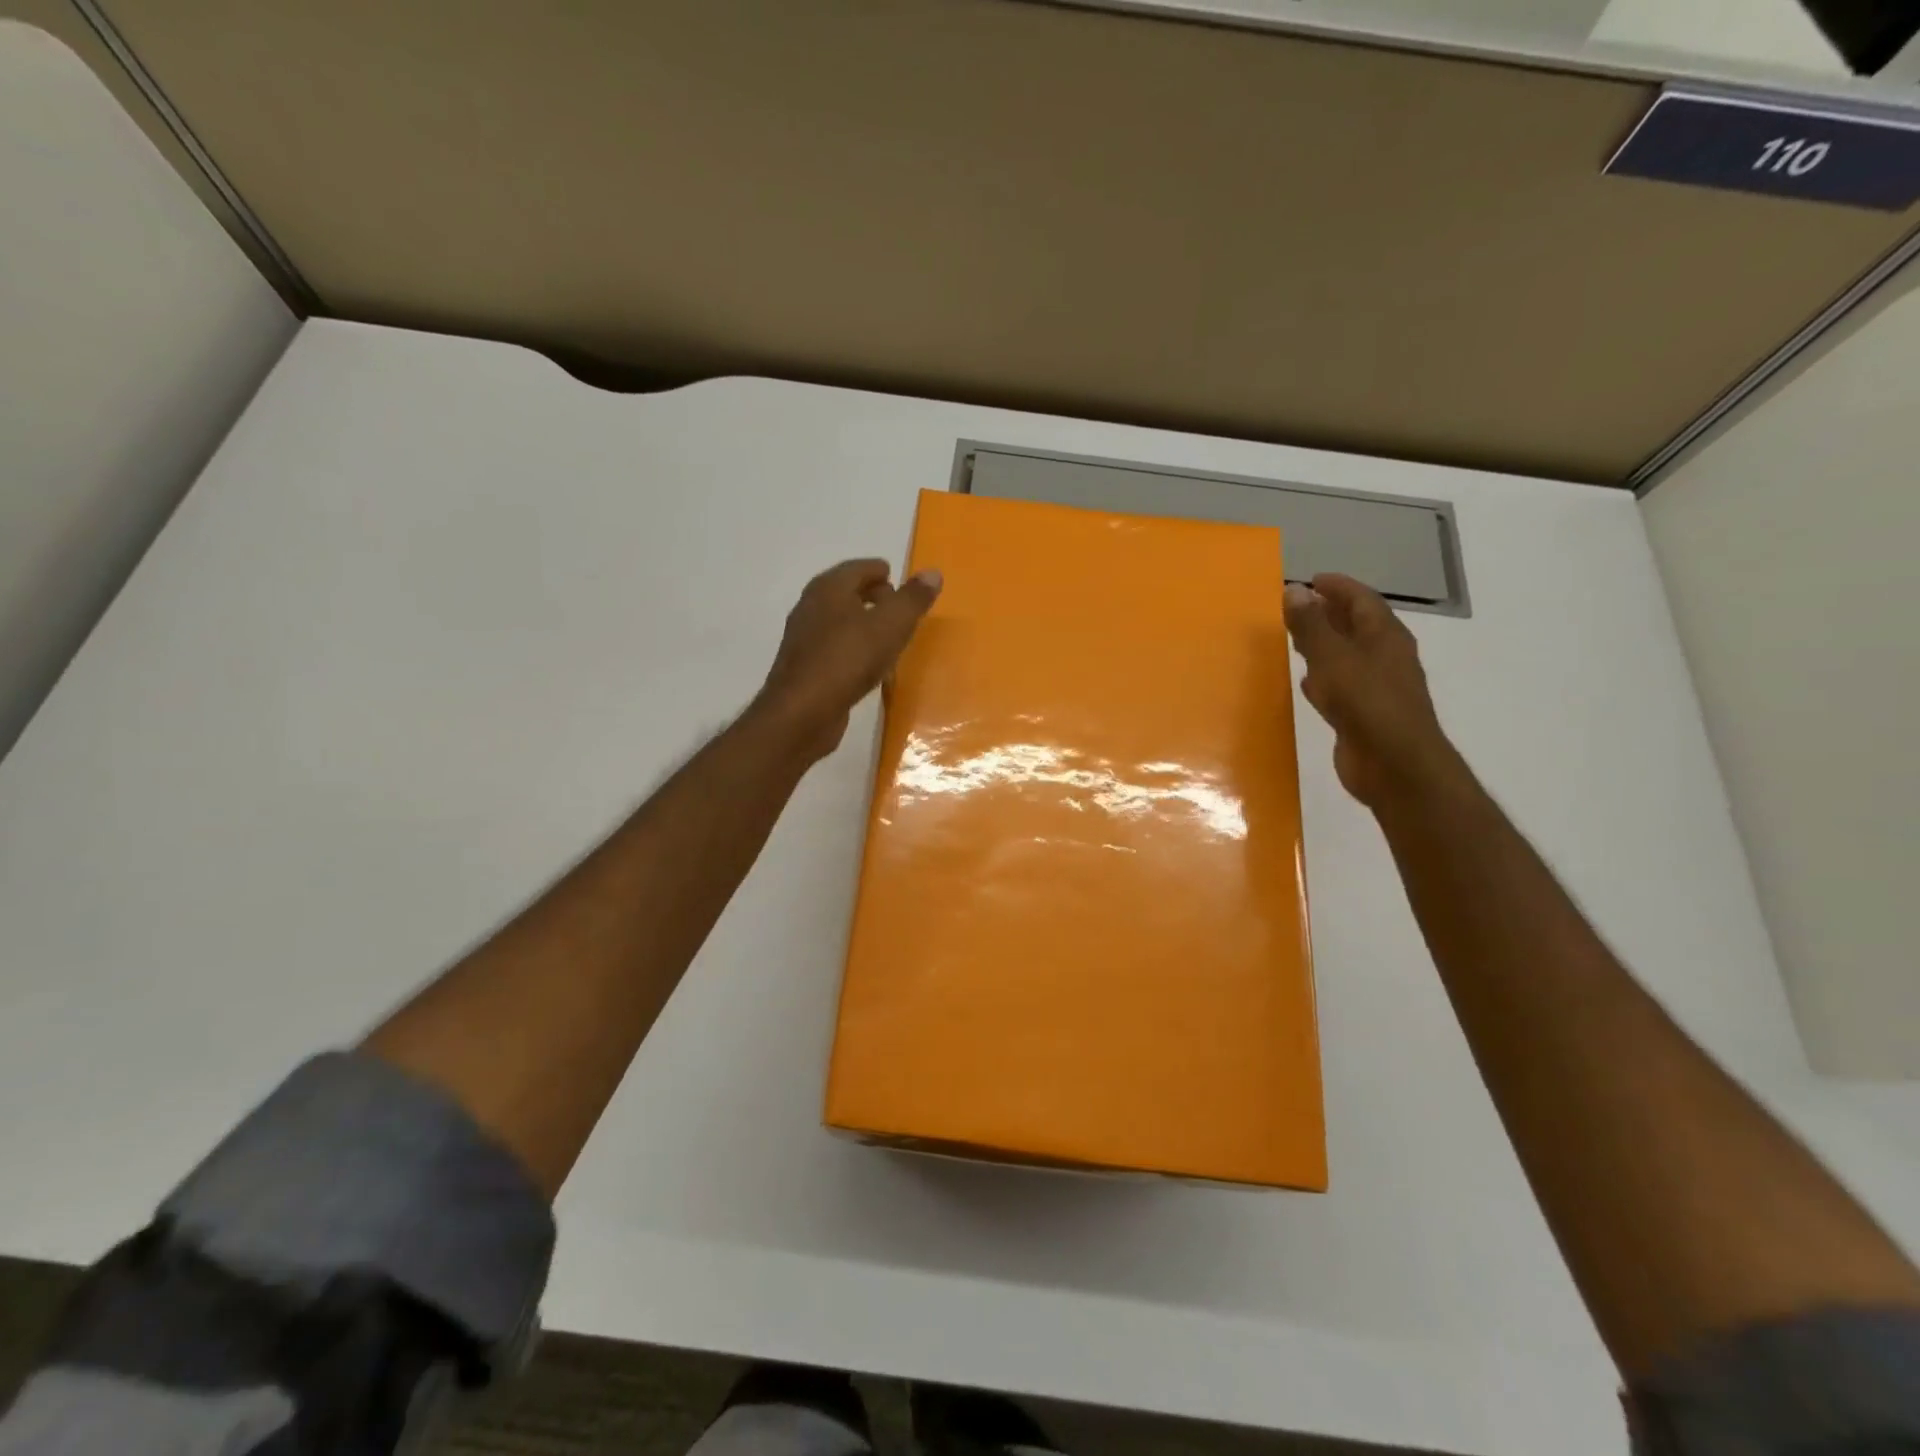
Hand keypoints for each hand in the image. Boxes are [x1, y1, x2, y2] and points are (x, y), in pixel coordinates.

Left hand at [754, 558, 942, 761]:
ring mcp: (804, 639)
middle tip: (898, 608)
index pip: (858, 568)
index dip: (880, 571)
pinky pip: (835, 648)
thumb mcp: (891, 625)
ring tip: (889, 637)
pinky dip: (854, 649)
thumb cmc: (848, 659)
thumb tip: (933, 572)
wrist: (802, 713)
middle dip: (872, 596)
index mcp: (829, 588)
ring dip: (863, 624)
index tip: (898, 580)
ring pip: (839, 622)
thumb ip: (913, 599)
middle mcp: (811, 607)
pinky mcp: (805, 668)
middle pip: (846, 593)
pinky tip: (869, 667)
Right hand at [1283, 573, 1464, 810]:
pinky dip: (1323, 677)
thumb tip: (1294, 590)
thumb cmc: (1367, 704)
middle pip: (1357, 626)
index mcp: (1385, 637)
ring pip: (1348, 656)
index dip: (1338, 587)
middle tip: (1299, 606)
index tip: (1311, 579)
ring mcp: (1377, 687)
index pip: (1363, 600)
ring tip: (1296, 639)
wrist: (1394, 765)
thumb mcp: (1333, 659)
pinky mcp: (1365, 714)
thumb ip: (1311, 625)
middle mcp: (1385, 657)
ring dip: (1325, 645)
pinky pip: (1342, 685)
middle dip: (1330, 613)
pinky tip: (1306, 683)